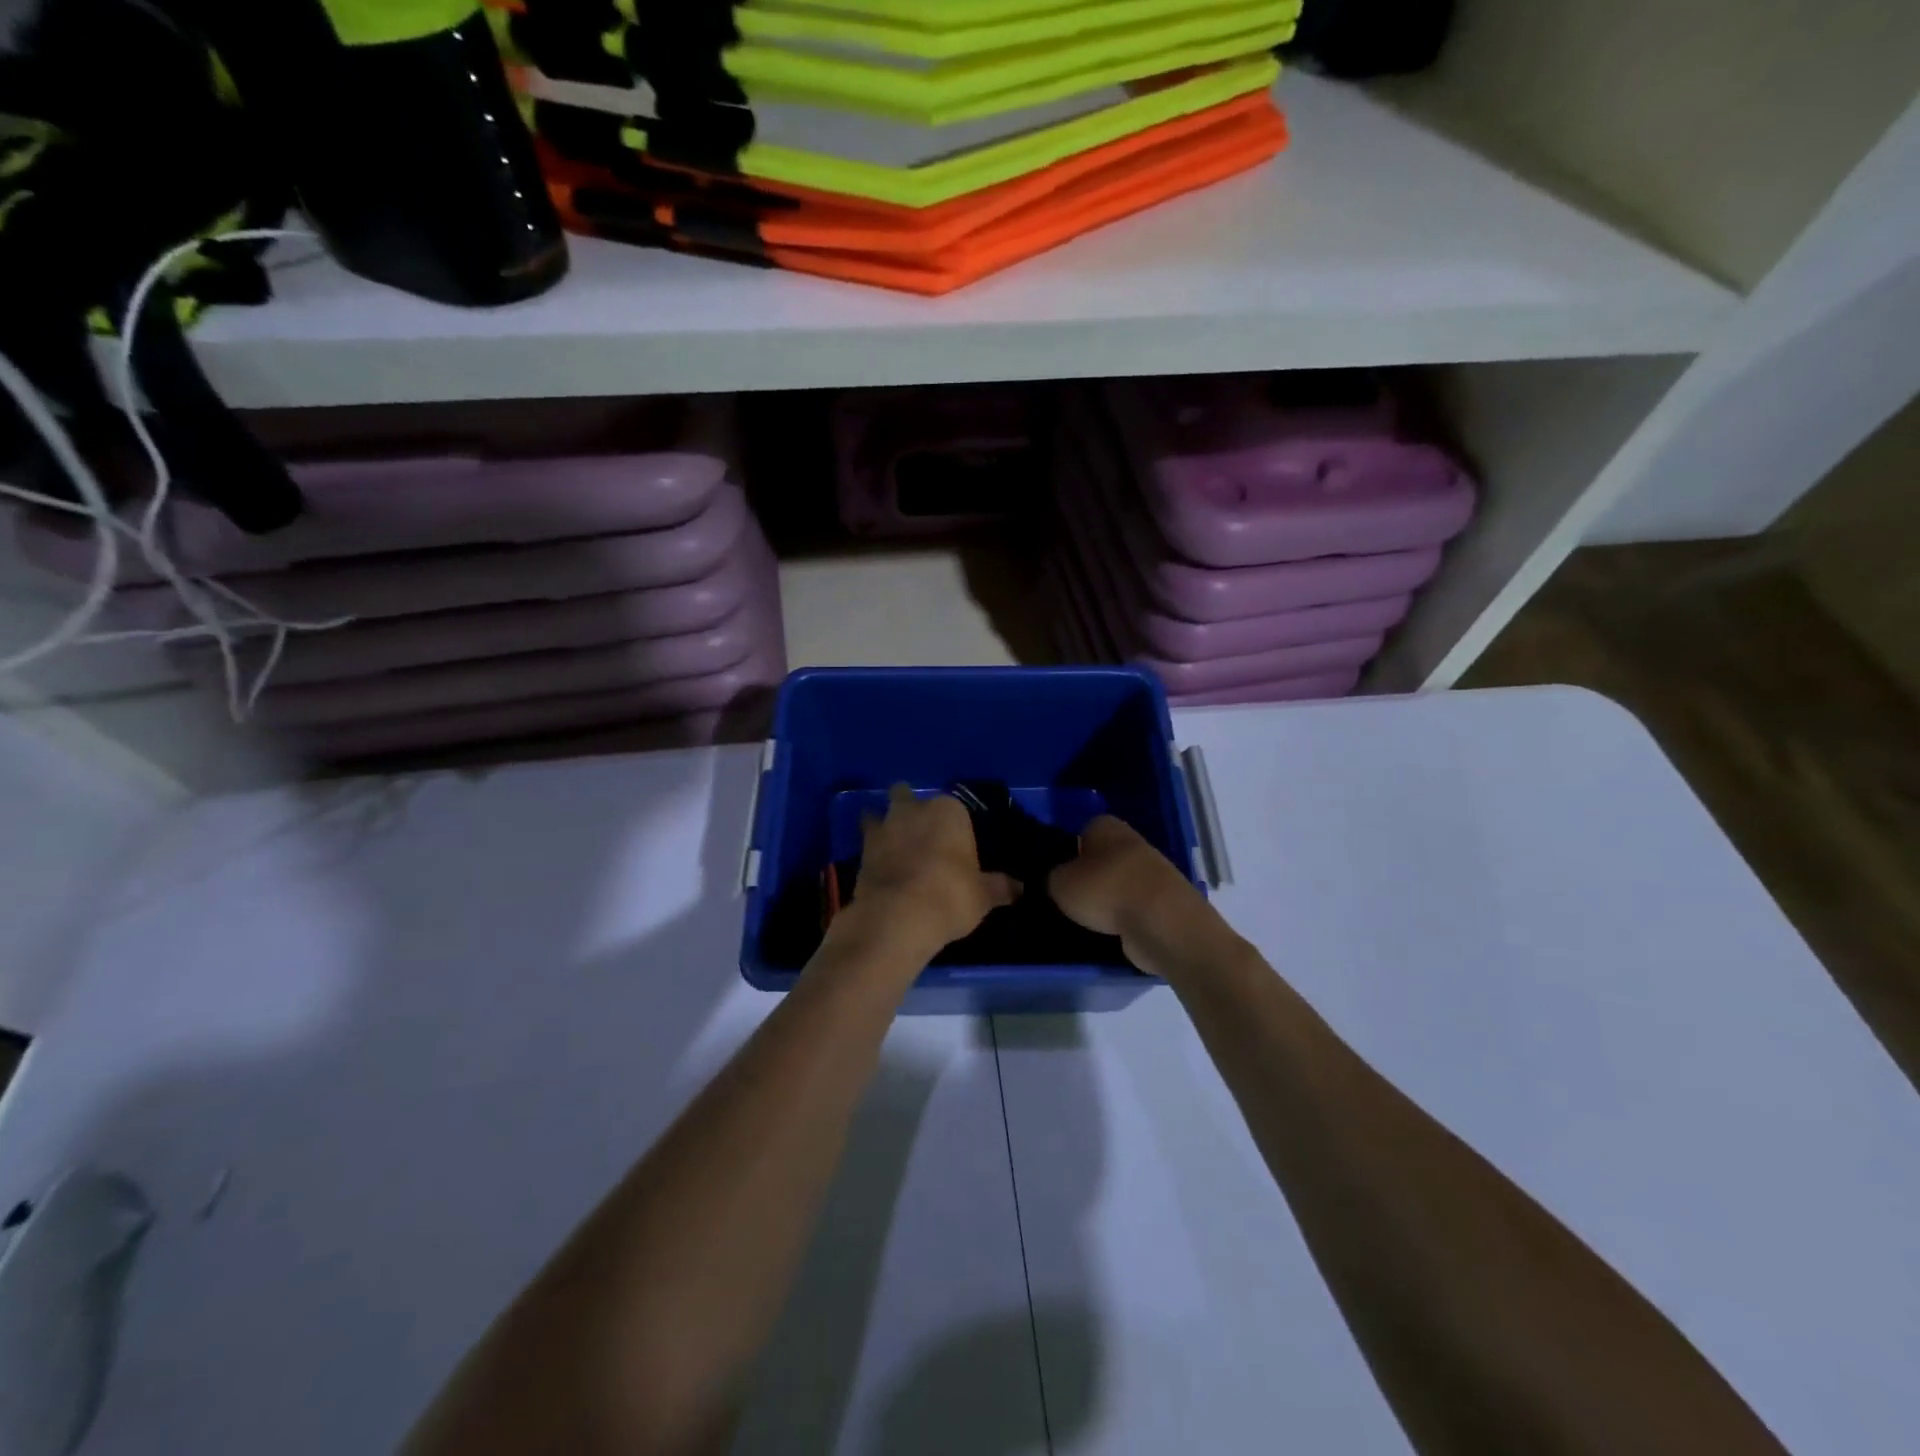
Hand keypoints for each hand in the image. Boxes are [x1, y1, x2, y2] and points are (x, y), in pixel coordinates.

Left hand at [849, 784, 1019, 953]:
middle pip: (907, 796)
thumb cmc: (950, 896)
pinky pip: (866, 843)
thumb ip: (1001, 887)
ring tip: (894, 847)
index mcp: (948, 810)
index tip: (956, 844)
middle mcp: (913, 809)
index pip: (954, 807)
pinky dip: (871, 852)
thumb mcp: (983, 896)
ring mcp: (883, 827)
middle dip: (910, 810)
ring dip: (884, 826)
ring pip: (879, 814)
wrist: (897, 917)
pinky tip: (879, 868)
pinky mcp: (860, 851)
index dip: (954, 825)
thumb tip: (1021, 889)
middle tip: (921, 836)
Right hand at [1049, 815, 1207, 970]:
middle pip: (1102, 858)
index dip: (1067, 851)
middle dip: (1088, 877)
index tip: (1056, 874)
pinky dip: (1123, 918)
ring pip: (1119, 883)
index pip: (1081, 831)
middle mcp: (1131, 842)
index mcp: (1105, 825)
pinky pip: (1134, 907)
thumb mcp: (1059, 883)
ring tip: (1085, 920)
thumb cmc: (1104, 890)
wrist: (1161, 921)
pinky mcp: (1164, 902)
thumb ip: (1052, 877)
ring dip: (1106, 899)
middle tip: (1067, 899)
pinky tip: (1109, 932)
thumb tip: (1056, 881)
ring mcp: (1152, 872)